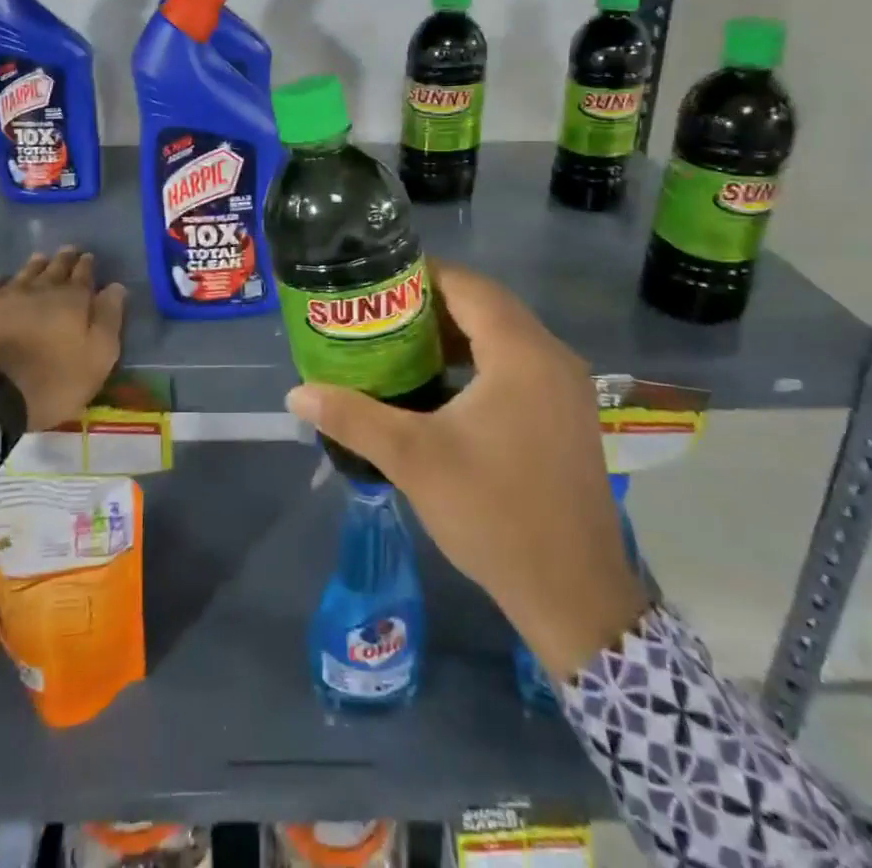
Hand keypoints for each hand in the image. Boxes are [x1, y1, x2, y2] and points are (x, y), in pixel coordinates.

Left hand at [0, 247, 126, 431]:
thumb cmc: (51, 381)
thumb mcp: (96, 358)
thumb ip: (108, 320)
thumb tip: (116, 287)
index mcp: (71, 301)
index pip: (83, 276)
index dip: (87, 266)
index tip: (89, 256)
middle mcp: (39, 290)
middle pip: (54, 269)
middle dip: (64, 259)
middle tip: (69, 249)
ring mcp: (4, 297)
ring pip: (24, 274)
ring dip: (34, 265)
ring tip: (40, 257)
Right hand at [285, 259, 647, 678]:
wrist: (574, 595)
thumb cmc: (493, 513)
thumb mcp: (413, 459)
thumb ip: (353, 417)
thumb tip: (297, 394)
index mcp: (521, 353)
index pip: (468, 286)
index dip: (421, 275)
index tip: (376, 282)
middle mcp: (552, 357)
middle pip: (487, 306)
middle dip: (433, 304)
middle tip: (380, 313)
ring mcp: (567, 388)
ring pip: (505, 336)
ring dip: (457, 334)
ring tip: (401, 343)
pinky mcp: (569, 415)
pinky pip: (520, 365)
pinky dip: (481, 361)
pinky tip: (443, 386)